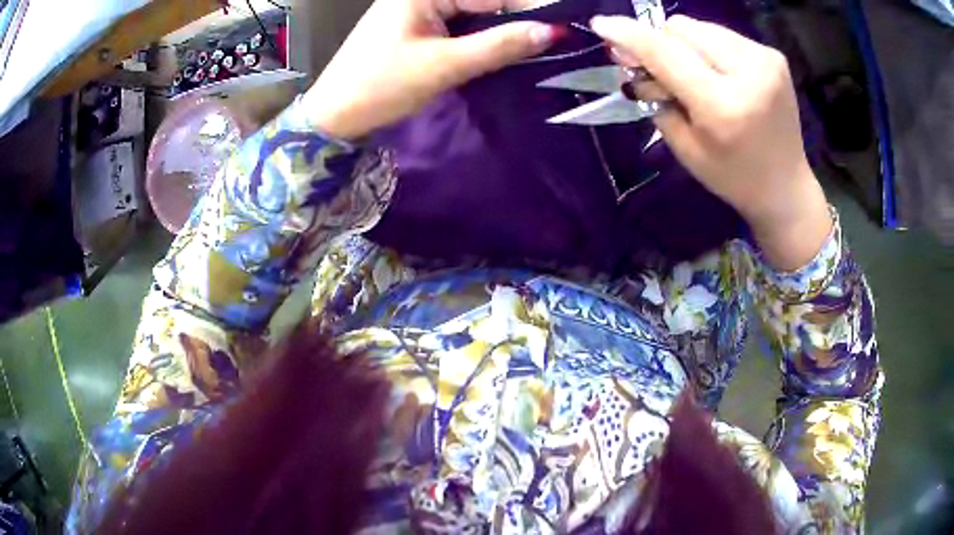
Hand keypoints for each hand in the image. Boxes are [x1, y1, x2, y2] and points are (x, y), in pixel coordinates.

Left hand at [302, 0, 556, 140]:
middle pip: (485, 0)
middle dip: (516, 19)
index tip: (563, 31)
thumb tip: (552, 32)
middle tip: (551, 42)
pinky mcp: (418, 24)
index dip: (531, 9)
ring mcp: (419, 7)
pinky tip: (500, 50)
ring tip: (532, 48)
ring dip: (501, 30)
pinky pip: (461, 23)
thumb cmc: (381, 86)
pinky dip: (481, 37)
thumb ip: (500, 45)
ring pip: (475, 12)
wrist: (335, 115)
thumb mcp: (444, 65)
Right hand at [592, 15, 831, 269]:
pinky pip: (722, 34)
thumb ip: (654, 97)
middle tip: (655, 69)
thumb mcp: (684, 148)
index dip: (629, 35)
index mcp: (723, 105)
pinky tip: (717, 74)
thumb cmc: (732, 177)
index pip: (665, 53)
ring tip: (693, 75)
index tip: (601, 24)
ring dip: (684, 45)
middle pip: (680, 27)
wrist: (786, 187)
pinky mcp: (773, 55)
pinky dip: (708, 48)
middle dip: (659, 43)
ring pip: (700, 26)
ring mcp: (765, 59)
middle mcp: (748, 72)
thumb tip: (628, 56)